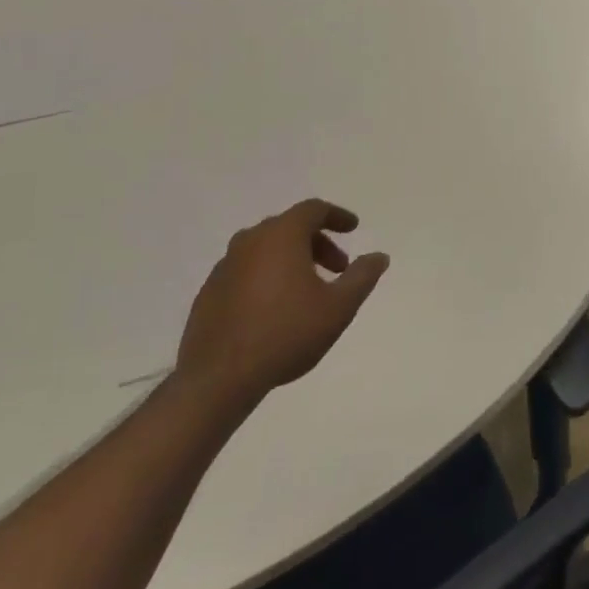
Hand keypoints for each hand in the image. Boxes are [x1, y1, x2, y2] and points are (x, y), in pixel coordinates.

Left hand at [175, 199, 389, 412]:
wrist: (219, 378)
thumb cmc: (286, 333)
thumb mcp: (338, 307)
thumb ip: (362, 276)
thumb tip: (379, 256)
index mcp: (281, 235)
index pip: (313, 210)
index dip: (337, 216)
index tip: (354, 229)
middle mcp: (249, 241)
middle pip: (289, 227)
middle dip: (318, 242)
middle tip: (337, 268)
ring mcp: (224, 266)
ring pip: (266, 249)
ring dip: (292, 259)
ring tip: (309, 290)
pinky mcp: (209, 292)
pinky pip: (246, 271)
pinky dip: (267, 276)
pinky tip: (276, 308)